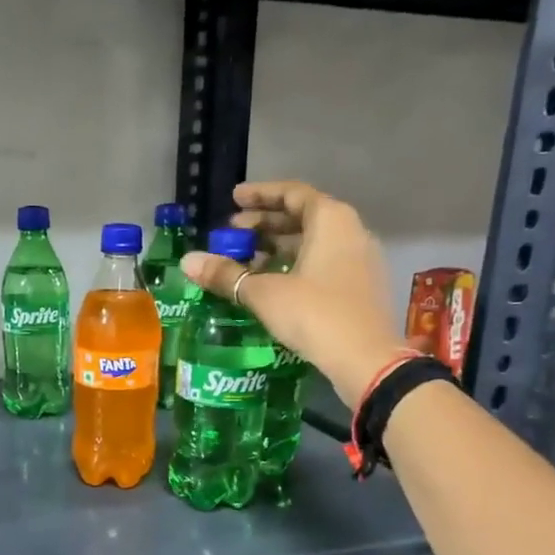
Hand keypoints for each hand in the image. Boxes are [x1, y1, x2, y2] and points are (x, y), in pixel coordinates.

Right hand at [181, 180, 409, 398]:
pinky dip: (295, 264)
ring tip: (245, 261)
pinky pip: (323, 262)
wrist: (366, 360)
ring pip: (313, 242)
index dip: (260, 195)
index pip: (291, 194)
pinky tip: (271, 283)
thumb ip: (226, 274)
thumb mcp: (263, 293)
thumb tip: (187, 261)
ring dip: (278, 247)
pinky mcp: (360, 286)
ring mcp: (359, 259)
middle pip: (303, 216)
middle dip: (265, 224)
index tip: (233, 199)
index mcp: (331, 220)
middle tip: (232, 234)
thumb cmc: (315, 314)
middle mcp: (350, 231)